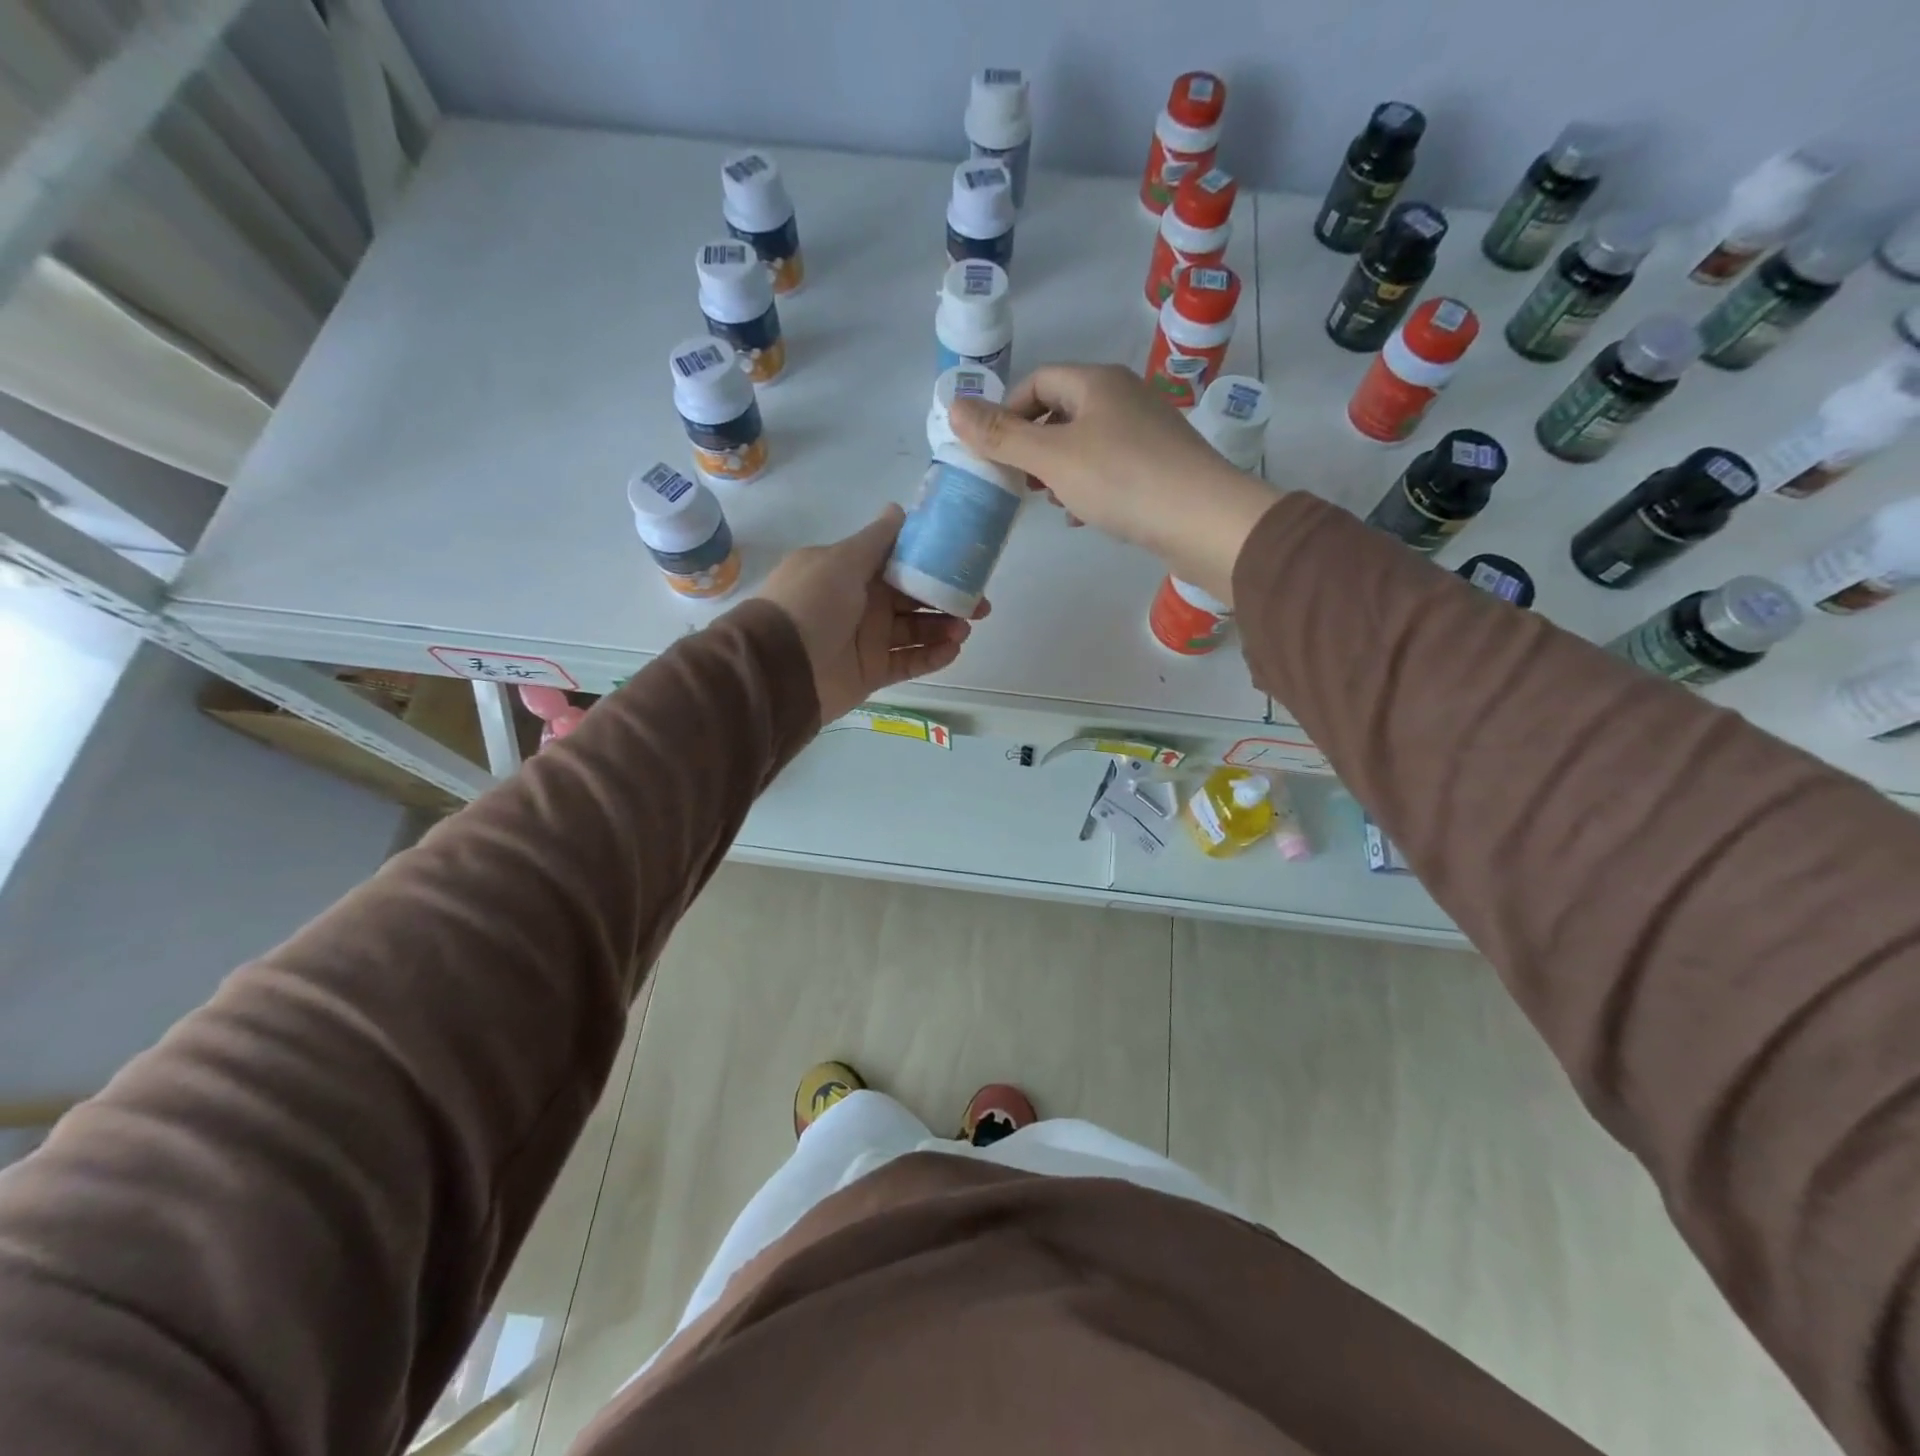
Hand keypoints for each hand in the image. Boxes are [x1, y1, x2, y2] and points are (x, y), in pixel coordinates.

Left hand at [758, 505, 985, 722]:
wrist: (779, 668)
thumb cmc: (810, 604)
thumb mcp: (840, 561)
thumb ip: (875, 539)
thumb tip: (899, 509)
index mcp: (852, 571)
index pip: (900, 562)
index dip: (932, 563)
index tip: (964, 565)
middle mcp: (862, 602)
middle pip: (914, 598)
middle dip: (947, 599)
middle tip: (980, 606)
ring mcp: (867, 639)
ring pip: (915, 630)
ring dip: (943, 628)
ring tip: (964, 629)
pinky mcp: (872, 672)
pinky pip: (908, 662)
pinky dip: (931, 657)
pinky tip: (952, 650)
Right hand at [949, 364, 1280, 602]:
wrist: (1203, 519)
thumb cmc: (1122, 480)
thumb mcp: (1051, 458)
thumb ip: (1001, 436)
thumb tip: (952, 407)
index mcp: (1097, 382)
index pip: (1039, 380)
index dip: (1008, 411)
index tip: (994, 451)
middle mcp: (1125, 396)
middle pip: (1063, 411)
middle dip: (1034, 445)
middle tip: (1020, 481)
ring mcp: (1148, 431)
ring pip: (1088, 443)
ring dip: (1060, 470)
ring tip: (1051, 501)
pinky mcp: (1162, 466)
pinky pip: (1112, 468)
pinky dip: (1090, 487)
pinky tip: (1084, 516)